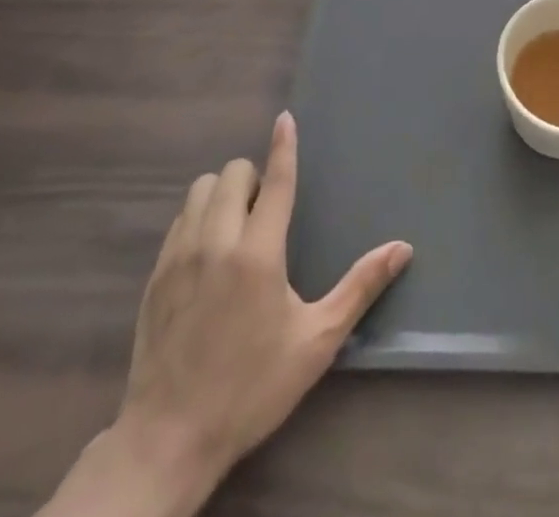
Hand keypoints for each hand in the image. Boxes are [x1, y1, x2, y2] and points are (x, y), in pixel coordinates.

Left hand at [40, 112, 410, 516]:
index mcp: (258, 253)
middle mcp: (216, 242)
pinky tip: (209, 249)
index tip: (285, 119)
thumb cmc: (251, 388)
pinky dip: (198, 216)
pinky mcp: (156, 276)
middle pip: (232, 174)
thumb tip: (403, 248)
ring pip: (200, 190)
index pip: (274, 181)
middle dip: (253, 177)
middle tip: (266, 208)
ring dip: (222, 191)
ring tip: (237, 222)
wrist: (168, 440)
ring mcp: (179, 257)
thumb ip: (360, 288)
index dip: (283, 146)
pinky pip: (179, 220)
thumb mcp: (316, 341)